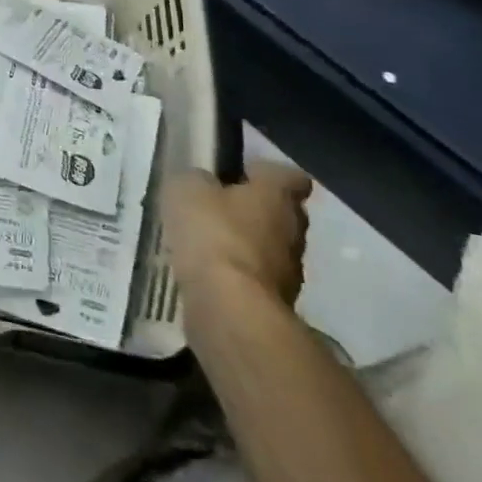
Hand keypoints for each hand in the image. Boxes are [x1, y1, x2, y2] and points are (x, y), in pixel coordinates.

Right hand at [164, 162, 312, 315]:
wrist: (230, 309)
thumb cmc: (212, 234)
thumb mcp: (187, 190)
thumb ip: (196, 181)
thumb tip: (202, 184)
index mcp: (278, 196)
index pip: (289, 176)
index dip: (264, 173)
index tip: (239, 174)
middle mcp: (293, 230)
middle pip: (280, 212)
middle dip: (252, 210)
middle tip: (216, 209)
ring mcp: (289, 272)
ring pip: (269, 248)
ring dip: (245, 246)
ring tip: (207, 246)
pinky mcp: (275, 304)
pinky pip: (255, 279)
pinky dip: (236, 276)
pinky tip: (208, 275)